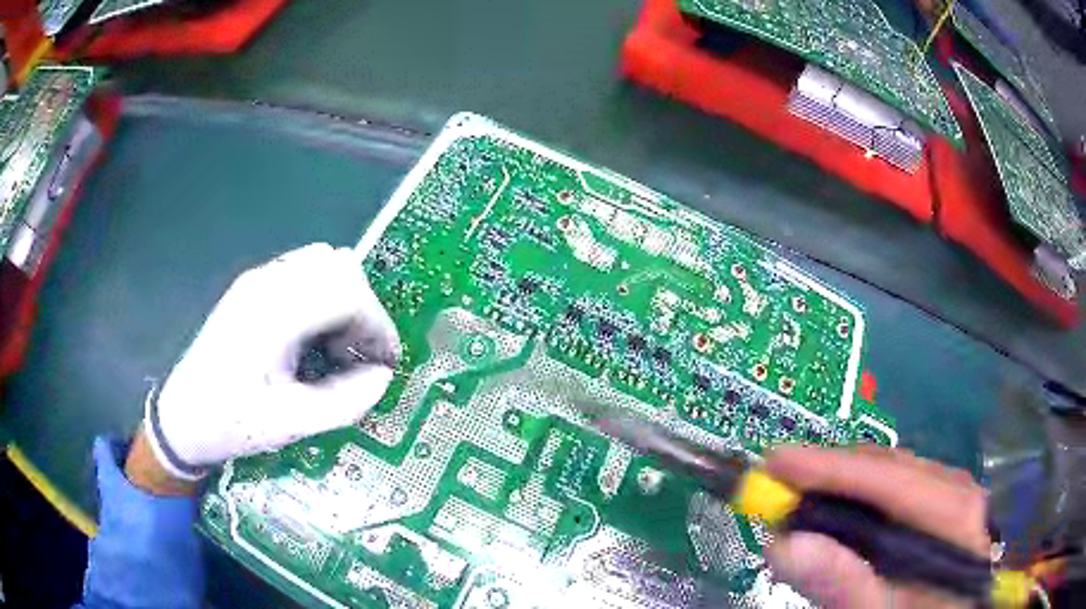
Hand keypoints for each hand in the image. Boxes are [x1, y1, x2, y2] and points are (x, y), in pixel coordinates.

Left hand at [140, 243, 399, 482]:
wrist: (181, 418)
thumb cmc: (233, 422)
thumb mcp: (291, 423)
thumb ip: (345, 400)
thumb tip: (383, 378)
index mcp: (275, 313)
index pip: (347, 292)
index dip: (378, 324)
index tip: (387, 362)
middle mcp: (267, 283)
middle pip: (339, 267)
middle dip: (364, 308)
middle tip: (364, 354)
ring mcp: (257, 281)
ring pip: (322, 262)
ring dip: (344, 298)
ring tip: (340, 344)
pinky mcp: (251, 288)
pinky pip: (302, 272)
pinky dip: (323, 295)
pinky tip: (314, 335)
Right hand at [764, 445, 990, 608]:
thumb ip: (843, 584)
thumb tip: (784, 543)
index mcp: (955, 513)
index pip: (887, 478)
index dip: (829, 467)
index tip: (774, 462)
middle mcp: (957, 491)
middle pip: (888, 469)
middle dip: (832, 477)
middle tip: (779, 489)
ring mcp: (955, 497)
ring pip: (892, 478)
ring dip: (845, 491)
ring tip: (805, 503)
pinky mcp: (946, 509)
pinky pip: (899, 494)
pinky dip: (864, 505)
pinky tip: (845, 521)